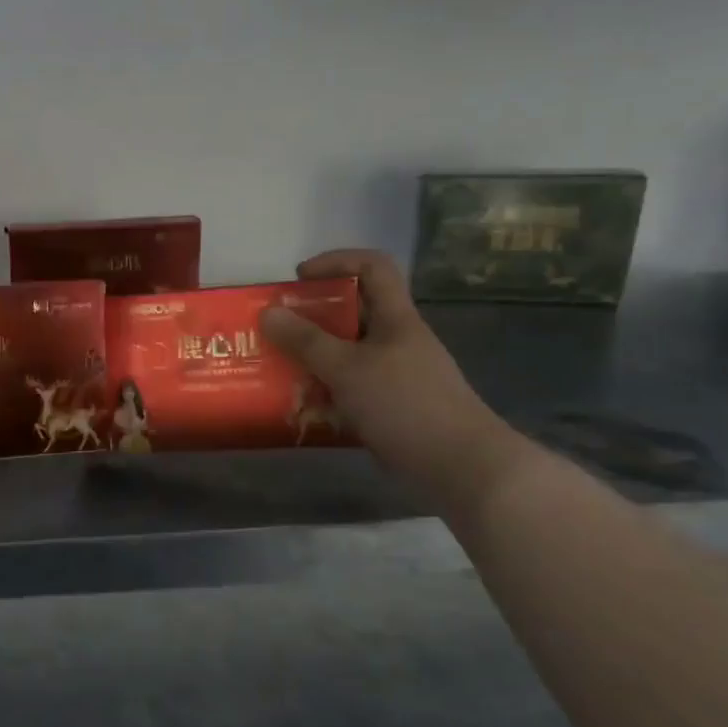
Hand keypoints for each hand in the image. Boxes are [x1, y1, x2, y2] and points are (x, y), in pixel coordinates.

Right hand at [260, 250, 523, 508]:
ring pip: (348, 352)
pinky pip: (350, 386)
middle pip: (353, 311)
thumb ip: (306, 341)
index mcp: (395, 318)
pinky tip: (302, 404)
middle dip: (312, 316)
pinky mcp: (391, 406)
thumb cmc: (405, 405)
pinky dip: (325, 389)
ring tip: (278, 367)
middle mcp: (396, 339)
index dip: (336, 261)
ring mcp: (395, 374)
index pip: (372, 267)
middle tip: (276, 329)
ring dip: (313, 356)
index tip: (299, 278)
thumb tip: (267, 312)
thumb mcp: (348, 368)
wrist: (459, 466)